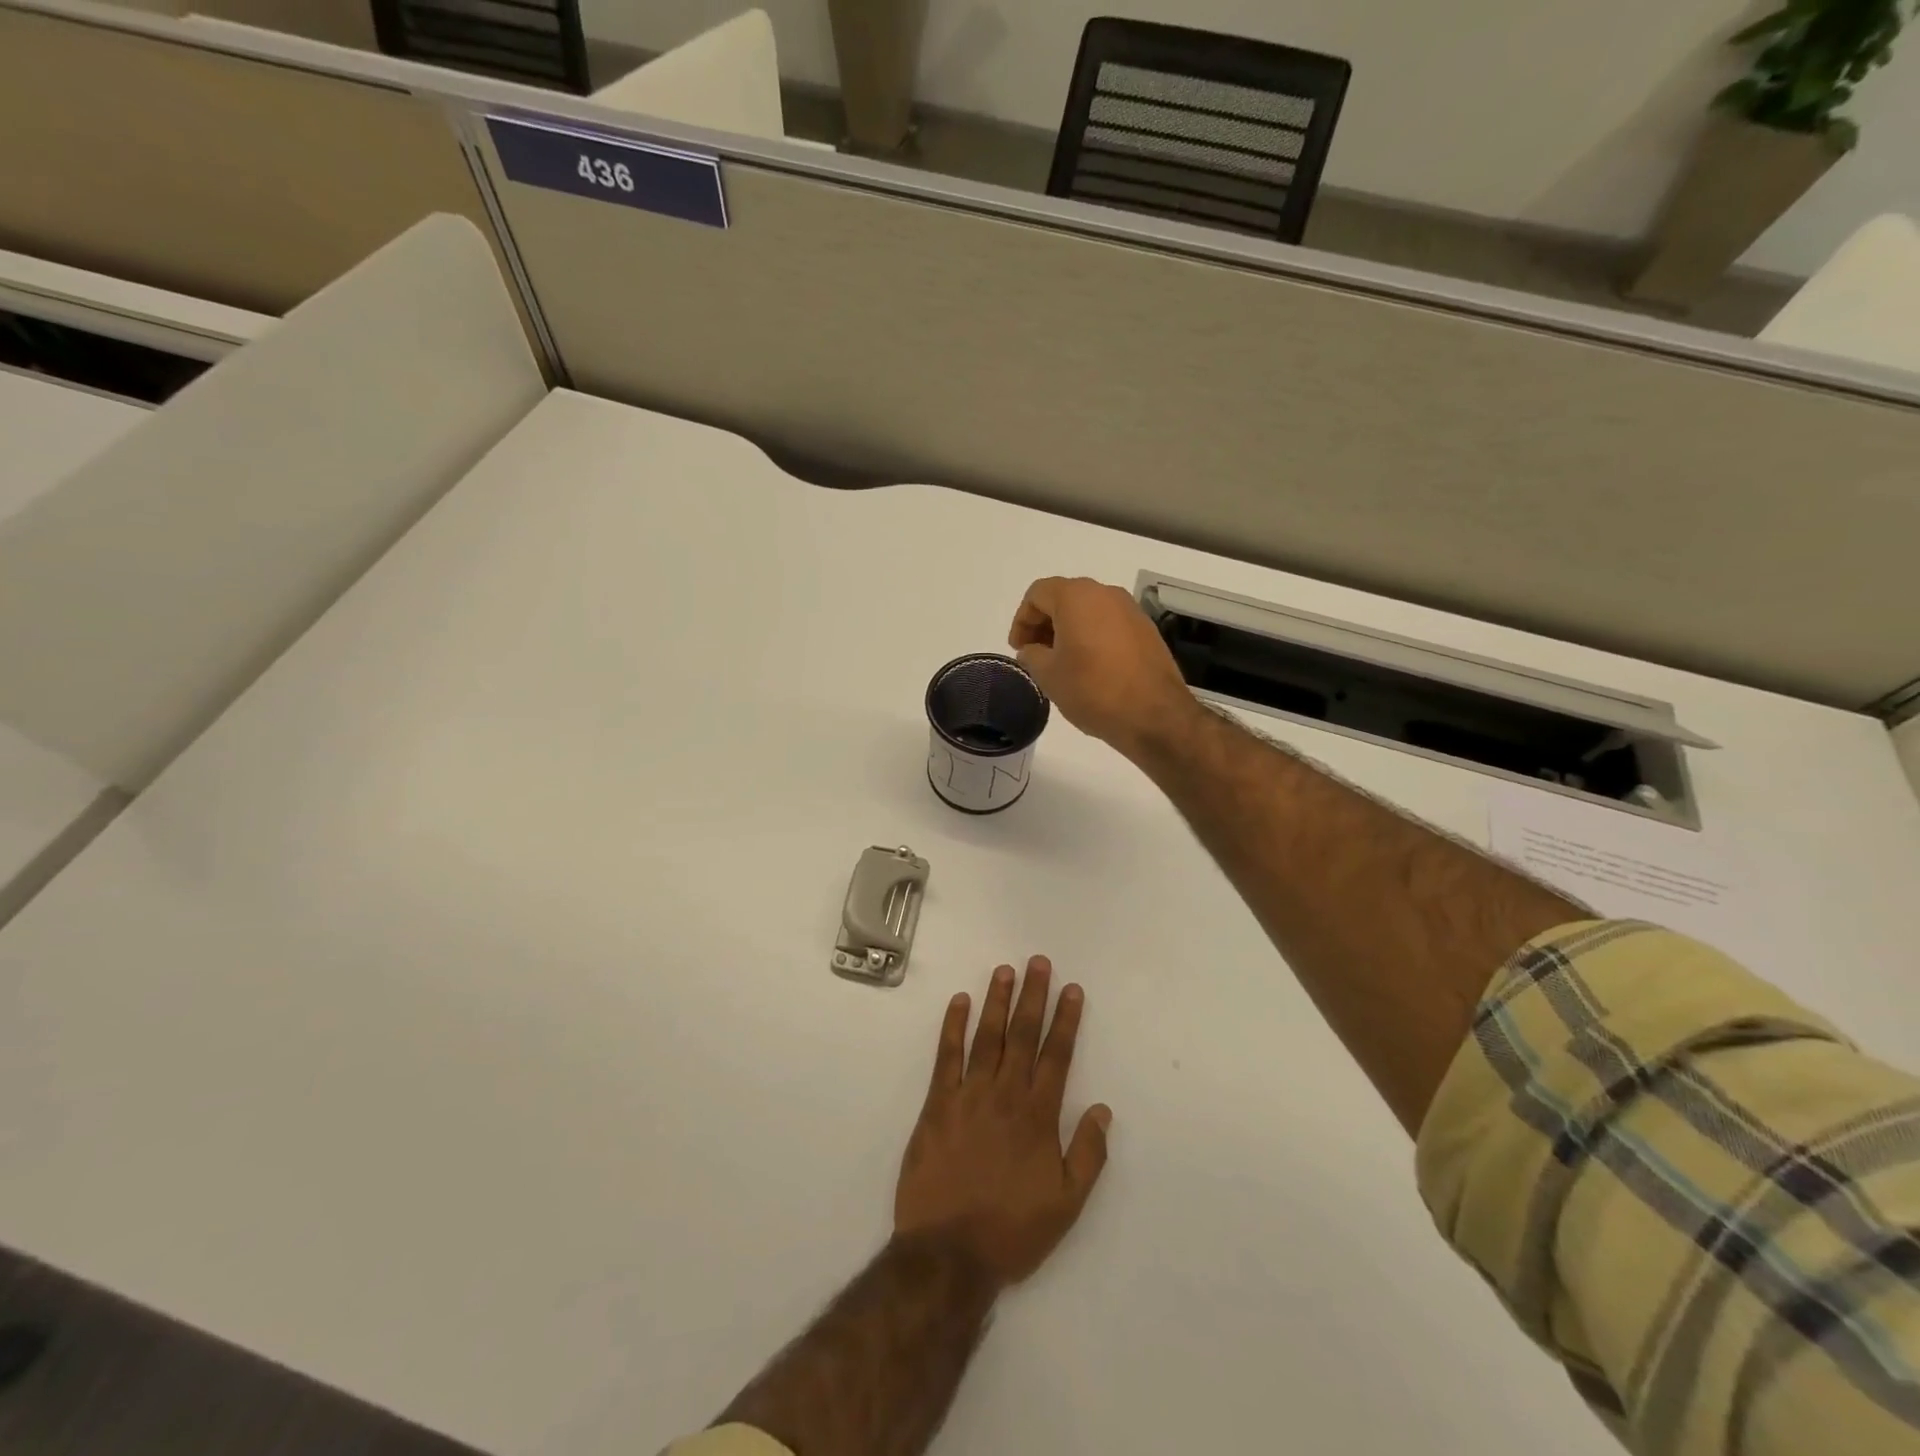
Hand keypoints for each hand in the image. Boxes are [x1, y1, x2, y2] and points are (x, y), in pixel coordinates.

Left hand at [895, 958, 1110, 1287]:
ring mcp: (968, 1095)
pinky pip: (946, 1056)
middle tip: (1038, 962)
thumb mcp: (1066, 1204)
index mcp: (1038, 1115)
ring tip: (1004, 970)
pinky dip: (953, 1026)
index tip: (1072, 989)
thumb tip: (1103, 1109)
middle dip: (1033, 996)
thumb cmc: (1012, 1230)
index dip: (1066, 1020)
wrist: (948, 1254)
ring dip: (997, 1001)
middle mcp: (1005, 1095)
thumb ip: (1088, 1154)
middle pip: (1023, 1035)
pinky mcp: (937, 1104)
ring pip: (987, 1037)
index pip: (1056, 1055)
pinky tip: (959, 1001)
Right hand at [1007, 577, 1195, 759]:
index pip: (1037, 594)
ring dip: (1068, 630)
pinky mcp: (1146, 630)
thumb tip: (1031, 650)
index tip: (1018, 648)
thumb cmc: (1093, 690)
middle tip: (1035, 654)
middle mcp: (1105, 594)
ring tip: (1060, 662)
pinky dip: (1092, 637)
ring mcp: (1130, 610)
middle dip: (1044, 623)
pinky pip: (1109, 624)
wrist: (1154, 714)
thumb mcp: (1049, 675)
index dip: (1022, 620)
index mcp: (1076, 597)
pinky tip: (1089, 666)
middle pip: (1064, 598)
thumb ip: (1032, 655)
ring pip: (1088, 610)